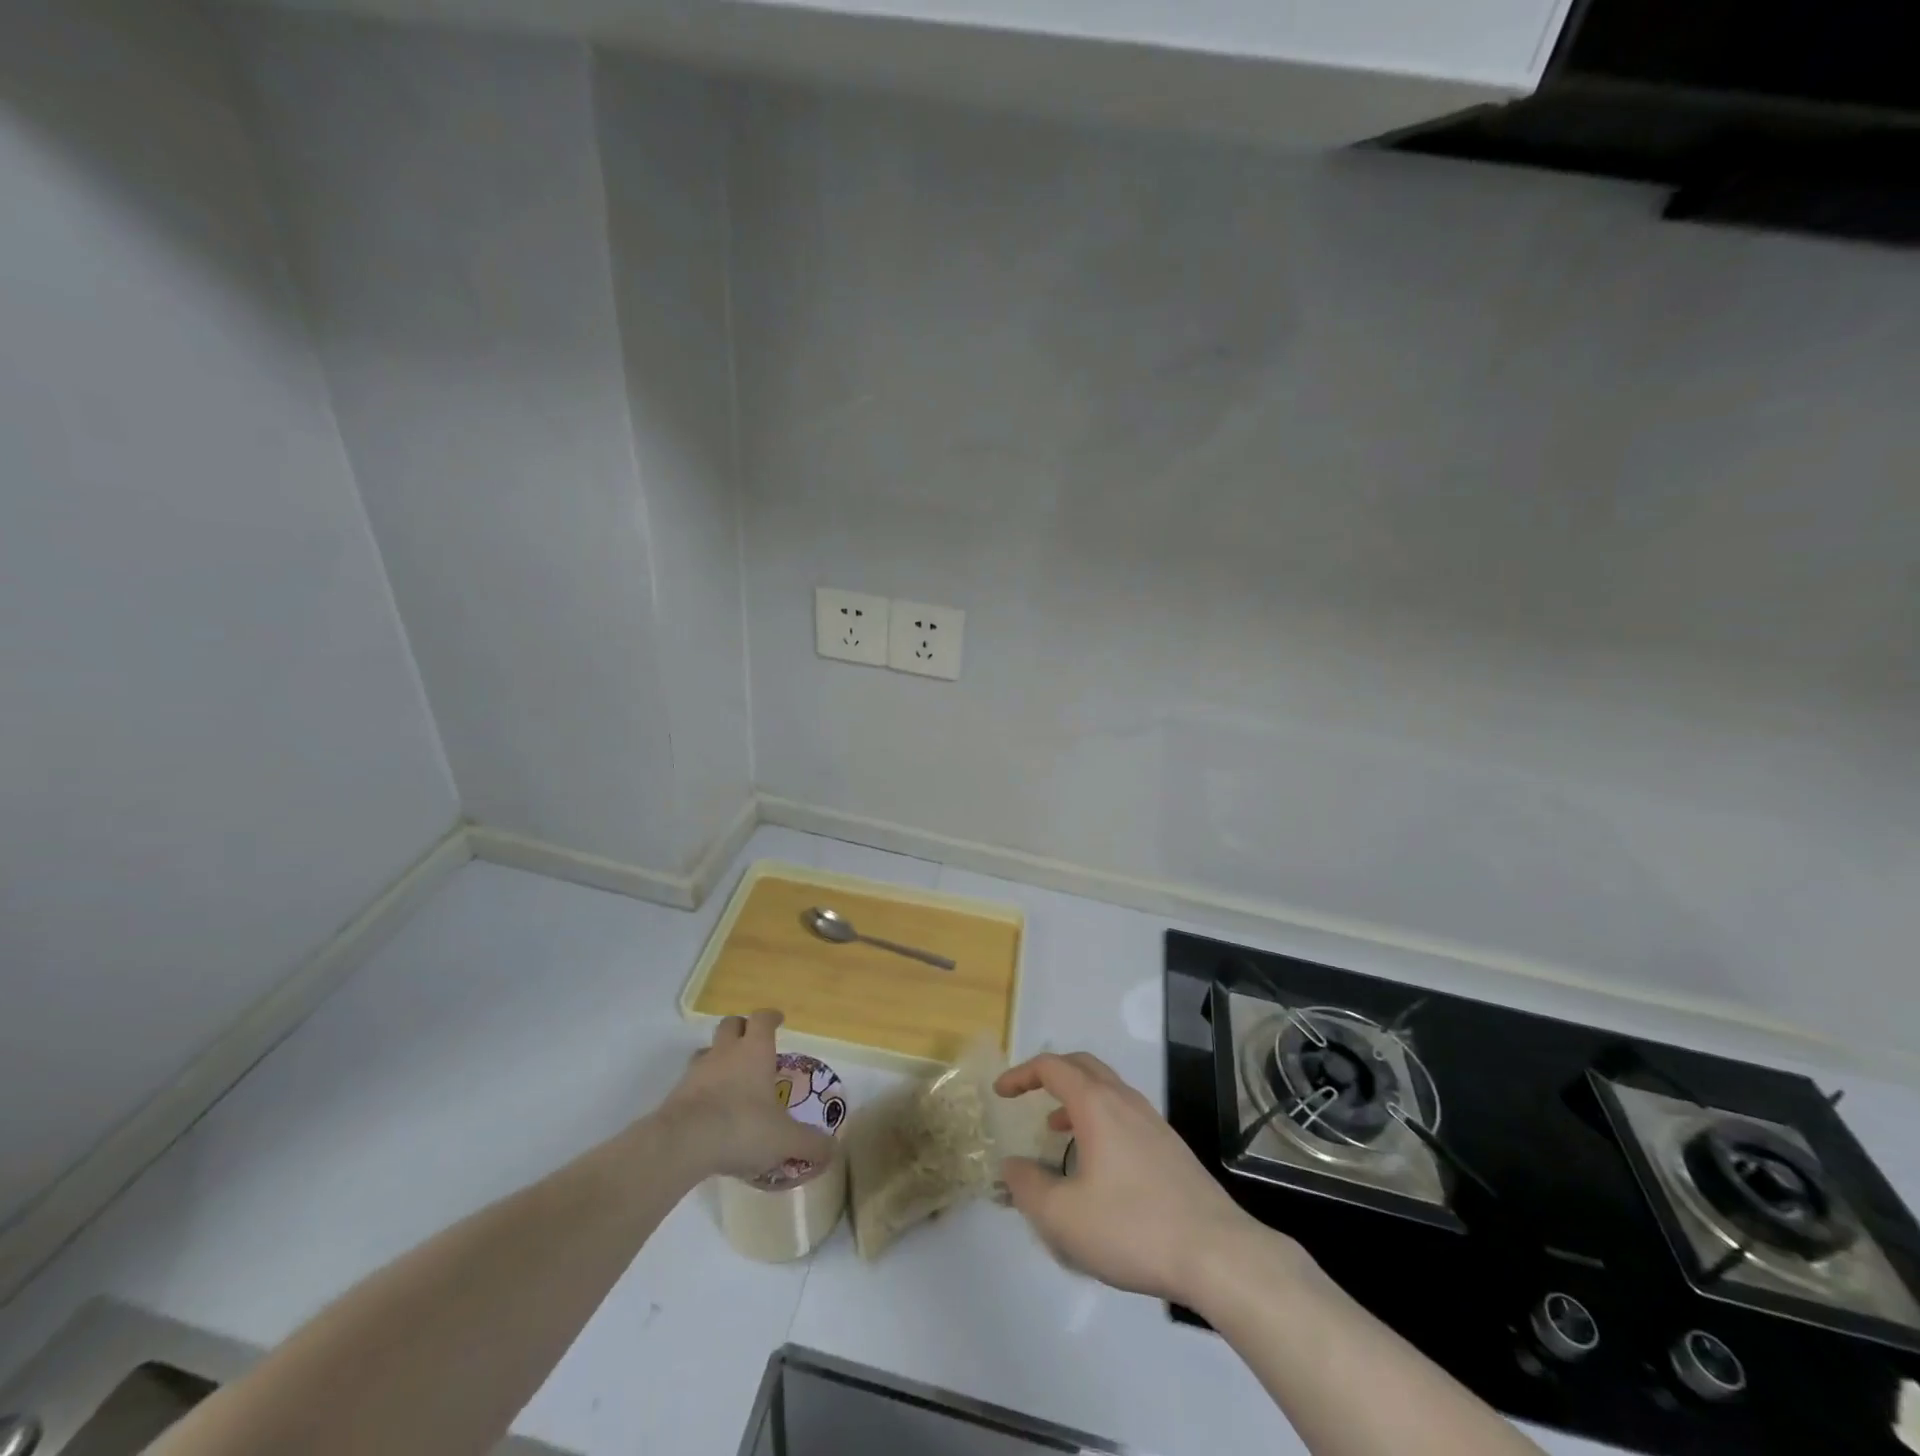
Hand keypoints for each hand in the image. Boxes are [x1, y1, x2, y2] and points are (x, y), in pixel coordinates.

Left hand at [660, 1011, 835, 1181]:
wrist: (682, 1144)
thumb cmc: (742, 1127)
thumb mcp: (785, 1139)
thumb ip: (810, 1144)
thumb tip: (833, 1151)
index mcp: (755, 1051)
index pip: (762, 1019)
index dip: (771, 1017)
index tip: (778, 1020)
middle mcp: (726, 1052)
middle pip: (731, 1024)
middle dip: (742, 1029)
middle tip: (753, 1044)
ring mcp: (697, 1071)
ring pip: (708, 1050)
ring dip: (718, 1057)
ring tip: (730, 1076)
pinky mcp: (676, 1094)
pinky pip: (691, 1081)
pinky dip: (702, 1088)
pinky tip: (710, 1109)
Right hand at [994, 1052, 1271, 1304]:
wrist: (1218, 1254)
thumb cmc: (1133, 1227)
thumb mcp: (1064, 1217)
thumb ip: (1028, 1187)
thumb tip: (1011, 1166)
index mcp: (1096, 1104)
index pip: (1052, 1068)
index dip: (1021, 1074)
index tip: (1001, 1092)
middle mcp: (1125, 1100)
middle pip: (1083, 1065)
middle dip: (1051, 1073)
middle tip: (1028, 1094)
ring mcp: (1153, 1121)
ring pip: (1107, 1089)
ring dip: (1076, 1097)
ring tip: (1056, 1129)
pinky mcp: (1170, 1147)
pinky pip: (1125, 1113)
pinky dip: (1100, 1118)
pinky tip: (1097, 1162)